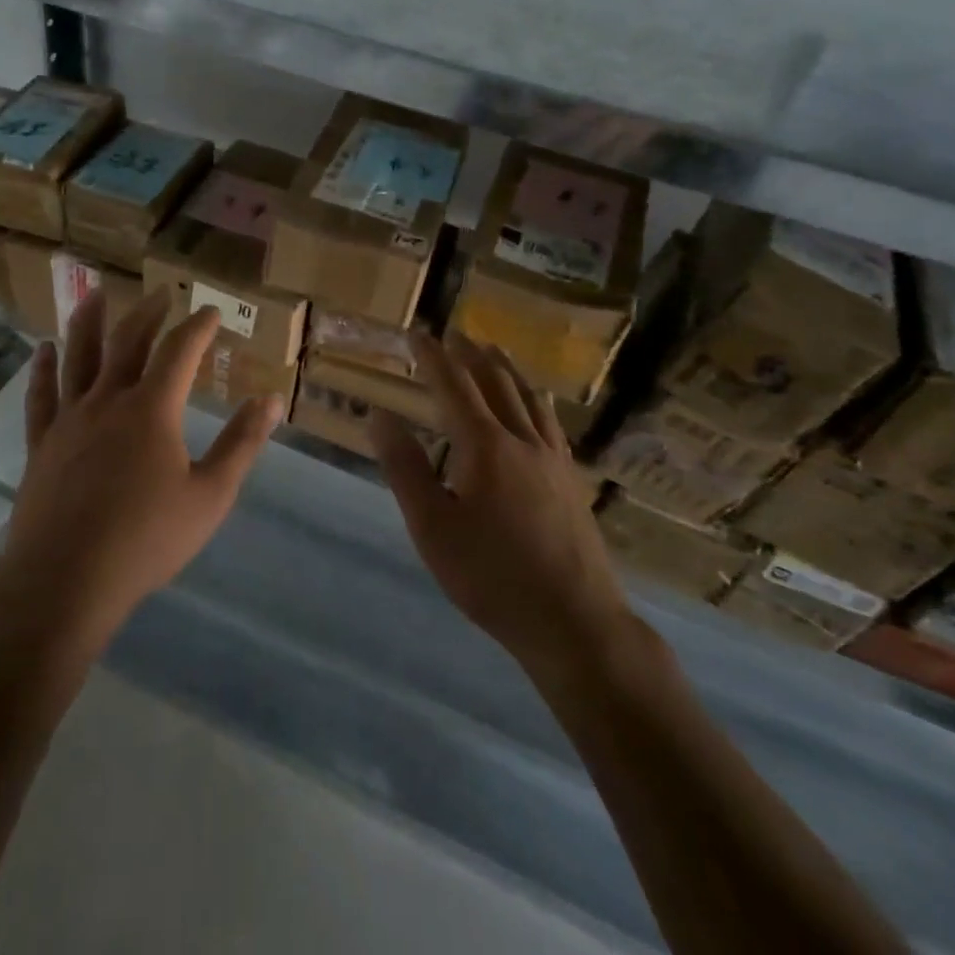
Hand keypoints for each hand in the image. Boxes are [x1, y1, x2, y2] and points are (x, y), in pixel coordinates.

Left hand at [0, 289, 283, 647]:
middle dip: (148, 313)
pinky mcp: (42, 443)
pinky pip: (41, 395)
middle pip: (128, 342)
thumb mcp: (210, 496)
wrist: (64, 579)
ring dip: (88, 321)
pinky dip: (43, 369)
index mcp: (152, 409)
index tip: (211, 313)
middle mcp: (108, 400)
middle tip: (161, 295)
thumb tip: (271, 400)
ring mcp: (69, 419)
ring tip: (94, 293)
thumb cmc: (145, 540)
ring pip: (78, 356)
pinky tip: (43, 351)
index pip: (179, 351)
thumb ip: (241, 444)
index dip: (198, 328)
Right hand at [372, 333, 634, 685]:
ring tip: (494, 351)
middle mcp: (522, 440)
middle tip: (456, 333)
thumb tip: (379, 415)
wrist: (575, 622)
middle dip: (472, 355)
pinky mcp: (572, 481)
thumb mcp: (432, 525)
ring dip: (507, 370)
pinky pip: (551, 423)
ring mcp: (553, 460)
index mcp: (485, 446)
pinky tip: (539, 404)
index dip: (434, 357)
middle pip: (496, 384)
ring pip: (529, 399)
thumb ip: (405, 467)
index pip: (455, 387)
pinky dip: (537, 400)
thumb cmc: (491, 576)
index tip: (418, 333)